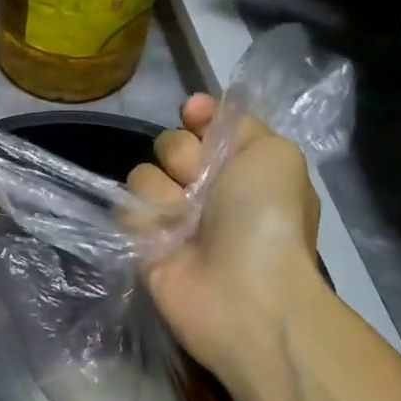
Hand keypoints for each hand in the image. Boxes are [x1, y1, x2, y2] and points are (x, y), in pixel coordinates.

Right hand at [127, 94, 324, 390]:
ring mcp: (173, 217)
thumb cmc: (267, 219)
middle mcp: (206, 188)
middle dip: (183, 158)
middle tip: (203, 185)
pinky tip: (166, 240)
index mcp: (240, 166)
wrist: (246, 293)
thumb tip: (196, 107)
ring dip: (164, 193)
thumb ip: (239, 124)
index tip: (192, 114)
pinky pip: (126, 209)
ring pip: (143, 176)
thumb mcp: (274, 154)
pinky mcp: (143, 243)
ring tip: (186, 222)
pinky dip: (144, 221)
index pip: (204, 124)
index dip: (197, 117)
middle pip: (169, 145)